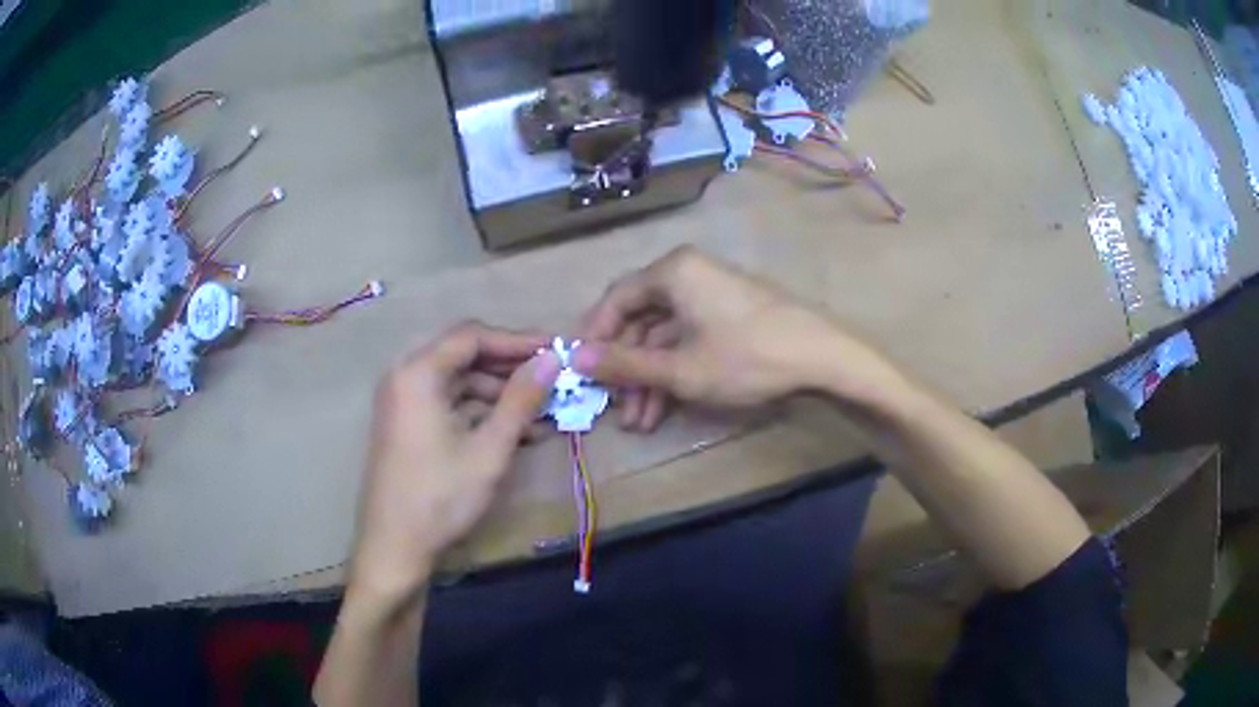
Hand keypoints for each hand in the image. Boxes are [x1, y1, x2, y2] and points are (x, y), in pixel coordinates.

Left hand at [349, 322, 559, 601]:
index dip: (517, 341)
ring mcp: (404, 402)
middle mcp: (405, 377)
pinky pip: (448, 404)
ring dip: (499, 394)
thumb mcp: (489, 449)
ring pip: (459, 382)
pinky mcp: (408, 425)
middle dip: (510, 368)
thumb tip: (553, 359)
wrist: (394, 547)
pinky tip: (516, 432)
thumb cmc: (440, 497)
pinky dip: (480, 413)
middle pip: (464, 356)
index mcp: (418, 373)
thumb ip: (521, 399)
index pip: (472, 336)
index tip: (555, 351)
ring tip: (542, 413)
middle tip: (552, 380)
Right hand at [575, 246, 901, 429]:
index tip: (582, 372)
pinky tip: (667, 407)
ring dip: (650, 377)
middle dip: (627, 368)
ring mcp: (711, 293)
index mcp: (672, 272)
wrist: (821, 358)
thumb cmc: (746, 357)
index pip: (616, 299)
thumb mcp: (679, 368)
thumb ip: (624, 363)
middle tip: (616, 408)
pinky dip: (675, 370)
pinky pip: (689, 337)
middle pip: (640, 320)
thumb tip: (574, 358)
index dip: (595, 337)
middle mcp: (688, 273)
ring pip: (665, 335)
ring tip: (641, 422)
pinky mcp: (729, 313)